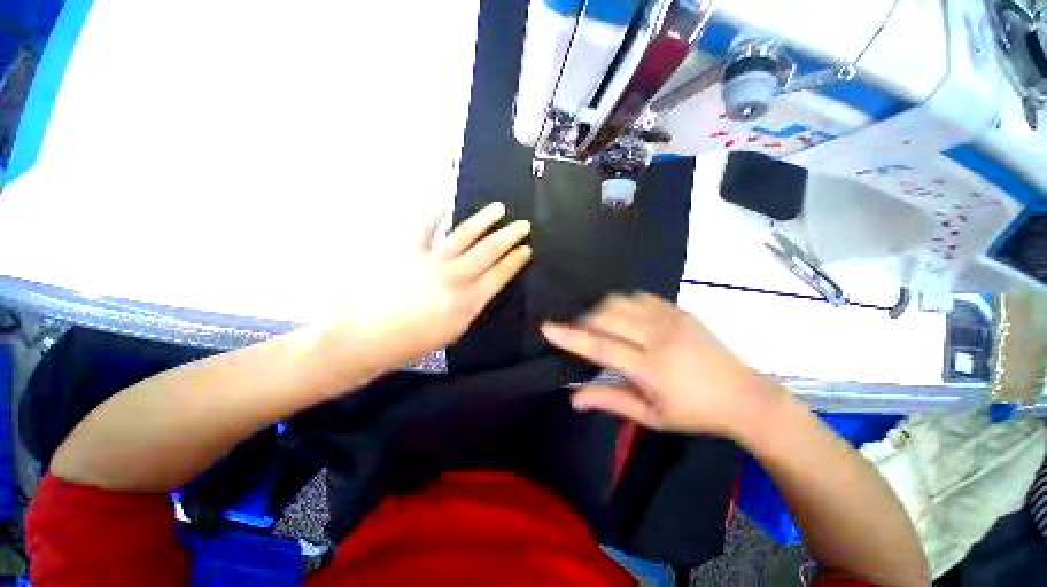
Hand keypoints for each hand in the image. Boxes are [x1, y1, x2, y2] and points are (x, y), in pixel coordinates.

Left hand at [336, 202, 531, 372]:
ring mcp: (432, 261)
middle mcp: (456, 278)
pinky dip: (435, 211)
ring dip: (485, 220)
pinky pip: (424, 226)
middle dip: (509, 237)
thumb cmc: (411, 343)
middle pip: (489, 251)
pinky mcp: (407, 250)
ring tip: (499, 208)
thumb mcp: (452, 333)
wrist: (366, 337)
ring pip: (465, 235)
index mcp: (469, 302)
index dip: (515, 261)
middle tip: (523, 224)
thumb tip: (478, 291)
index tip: (526, 249)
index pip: (500, 275)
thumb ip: (469, 309)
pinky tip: (446, 199)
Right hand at [541, 293, 783, 437]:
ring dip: (600, 309)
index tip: (547, 327)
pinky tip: (622, 313)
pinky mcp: (680, 310)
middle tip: (573, 327)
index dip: (570, 336)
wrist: (745, 396)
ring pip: (621, 302)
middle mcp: (658, 337)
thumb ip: (611, 401)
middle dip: (582, 319)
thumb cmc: (695, 413)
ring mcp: (671, 319)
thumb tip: (574, 399)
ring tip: (595, 321)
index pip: (600, 346)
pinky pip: (641, 297)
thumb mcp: (651, 417)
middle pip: (606, 317)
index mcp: (650, 368)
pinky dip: (623, 302)